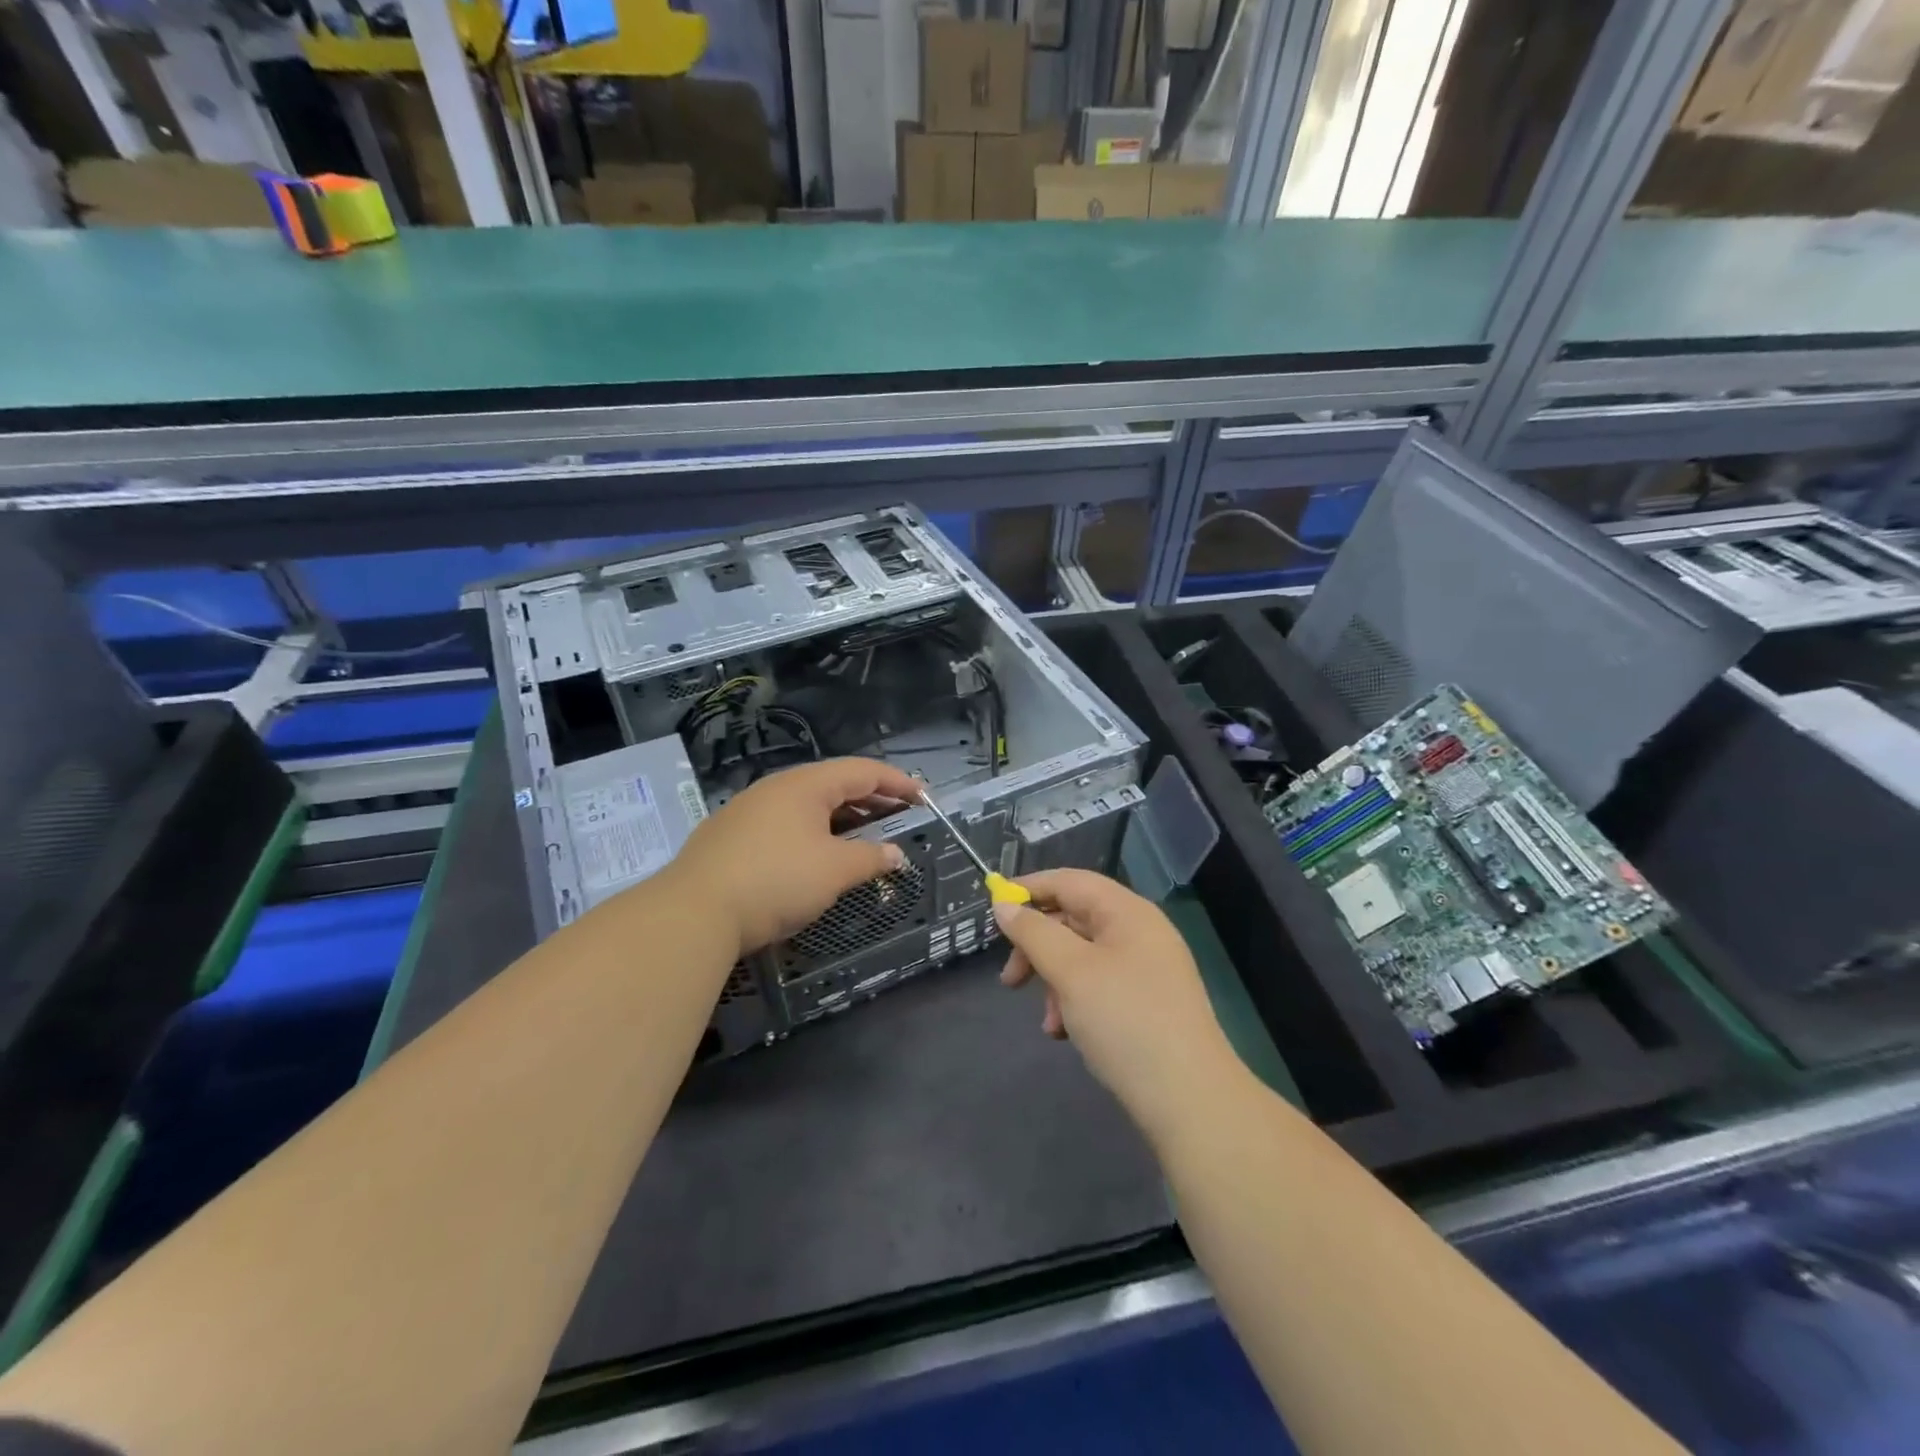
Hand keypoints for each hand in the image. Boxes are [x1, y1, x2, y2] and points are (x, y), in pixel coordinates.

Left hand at [664, 757, 924, 955]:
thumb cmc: (776, 881)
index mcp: (806, 785)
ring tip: (864, 836)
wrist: (693, 911)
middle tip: (899, 816)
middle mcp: (777, 787)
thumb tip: (895, 854)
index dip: (898, 782)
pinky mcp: (731, 834)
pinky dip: (814, 830)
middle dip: (871, 799)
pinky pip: (786, 822)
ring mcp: (749, 809)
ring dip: (842, 817)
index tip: (924, 798)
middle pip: (835, 783)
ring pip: (808, 804)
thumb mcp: (834, 871)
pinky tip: (816, 854)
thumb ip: (870, 858)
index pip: (863, 771)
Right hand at [995, 869, 1241, 1143]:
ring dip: (1054, 980)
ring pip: (1083, 956)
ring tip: (1047, 1021)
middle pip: (1074, 919)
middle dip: (1037, 946)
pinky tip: (1064, 1033)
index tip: (993, 909)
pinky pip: (1099, 985)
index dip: (1029, 889)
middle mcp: (1140, 931)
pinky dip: (1075, 1001)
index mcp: (1127, 912)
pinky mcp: (1148, 1002)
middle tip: (1010, 979)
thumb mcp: (1070, 972)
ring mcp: (1147, 968)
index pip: (1070, 881)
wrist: (1190, 1099)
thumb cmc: (1125, 1021)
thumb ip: (1033, 933)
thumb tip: (1004, 906)